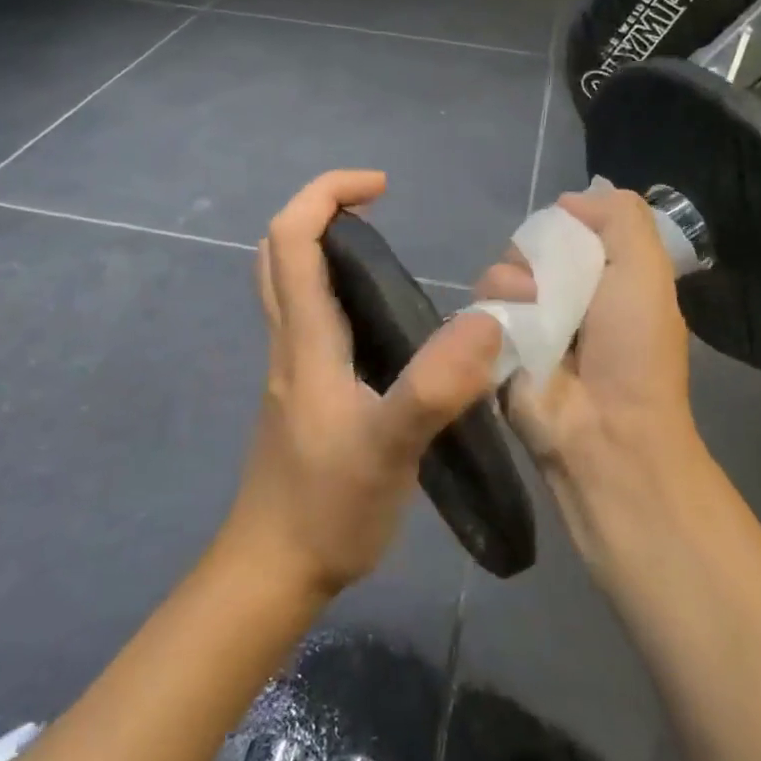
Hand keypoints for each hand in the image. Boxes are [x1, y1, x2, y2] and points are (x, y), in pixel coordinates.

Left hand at [228, 170, 503, 601]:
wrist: (273, 572)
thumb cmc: (326, 509)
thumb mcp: (388, 450)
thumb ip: (434, 387)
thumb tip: (487, 321)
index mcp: (306, 337)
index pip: (292, 236)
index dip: (328, 192)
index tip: (382, 188)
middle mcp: (290, 340)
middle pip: (279, 250)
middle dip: (321, 210)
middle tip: (376, 210)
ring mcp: (292, 366)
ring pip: (290, 282)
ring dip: (325, 246)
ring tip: (384, 251)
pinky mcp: (302, 390)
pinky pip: (309, 316)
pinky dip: (335, 287)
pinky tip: (383, 320)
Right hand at [477, 187, 700, 555]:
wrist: (604, 430)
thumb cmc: (634, 348)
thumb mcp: (648, 268)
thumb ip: (621, 215)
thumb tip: (569, 201)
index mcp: (605, 276)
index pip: (570, 227)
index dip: (566, 223)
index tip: (568, 234)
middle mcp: (566, 295)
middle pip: (529, 246)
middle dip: (535, 252)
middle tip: (551, 279)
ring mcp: (529, 322)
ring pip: (499, 272)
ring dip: (513, 281)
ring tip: (532, 308)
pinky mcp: (496, 346)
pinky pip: (479, 307)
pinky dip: (491, 308)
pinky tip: (507, 326)